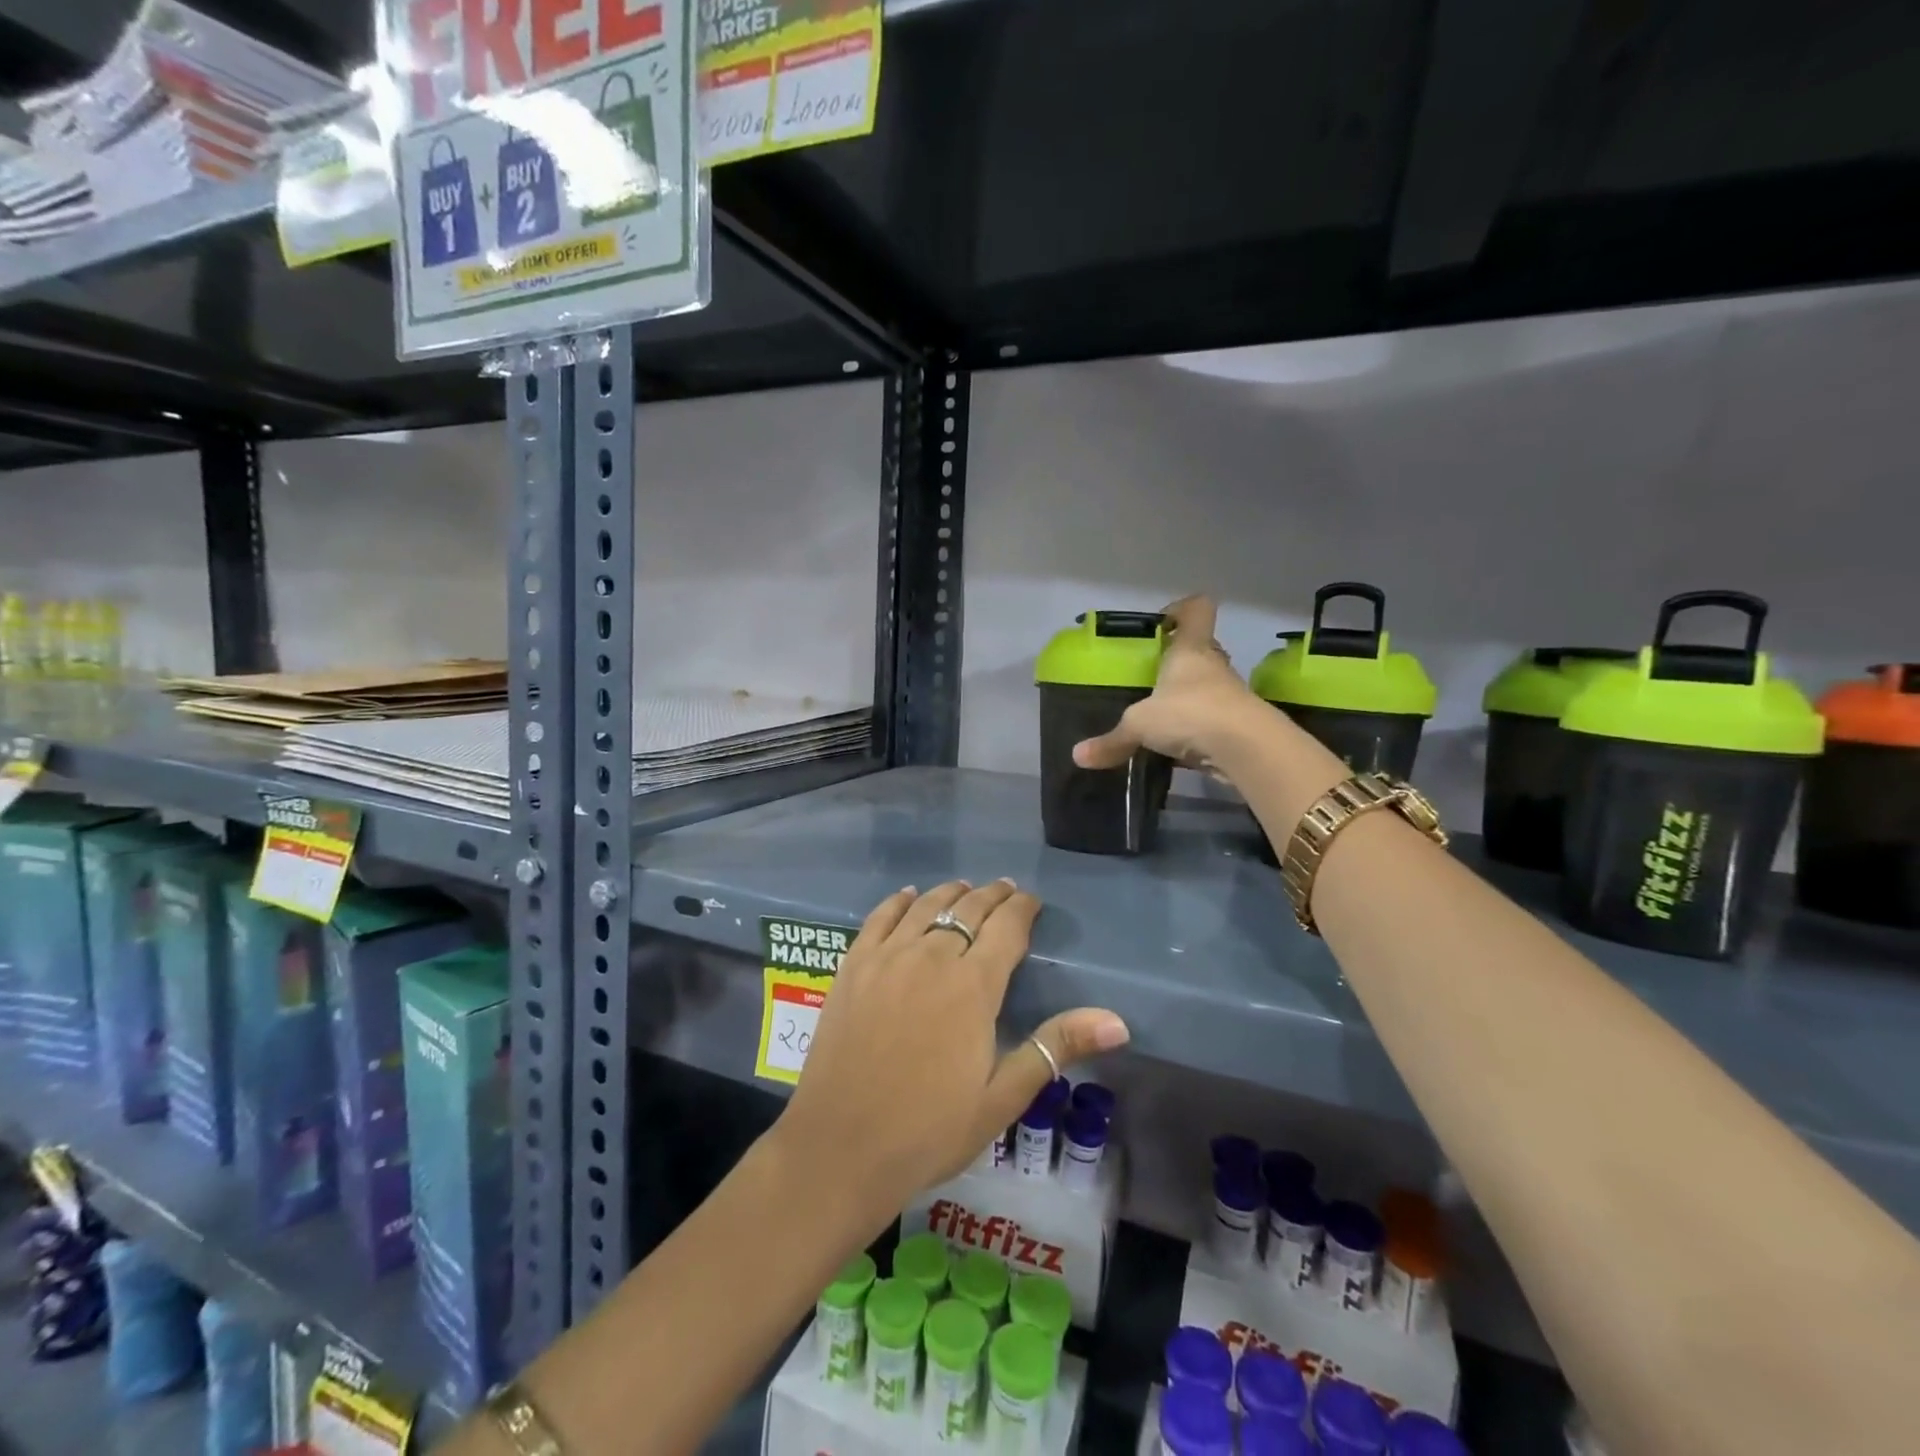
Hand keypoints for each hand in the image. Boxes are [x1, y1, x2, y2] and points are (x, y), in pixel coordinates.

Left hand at [774, 880, 1129, 1214]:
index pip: (1006, 927)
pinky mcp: (852, 967)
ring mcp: (887, 958)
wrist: (840, 1149)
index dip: (1023, 909)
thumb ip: (1056, 1047)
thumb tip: (1118, 1021)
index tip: (1033, 902)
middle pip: (968, 909)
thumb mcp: (1002, 1098)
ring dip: (951, 893)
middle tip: (1006, 890)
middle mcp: (931, 957)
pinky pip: (879, 918)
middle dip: (992, 896)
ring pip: (926, 907)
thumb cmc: (929, 1130)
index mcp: (973, 985)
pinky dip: (898, 901)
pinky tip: (909, 896)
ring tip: (966, 889)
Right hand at [1073, 594, 1265, 773]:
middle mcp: (1213, 666)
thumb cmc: (1189, 714)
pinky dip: (1199, 730)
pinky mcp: (1240, 725)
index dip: (1180, 609)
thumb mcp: (1140, 726)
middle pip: (1201, 650)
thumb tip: (1078, 756)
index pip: (1196, 610)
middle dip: (1179, 660)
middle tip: (1152, 677)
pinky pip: (1214, 720)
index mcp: (1189, 651)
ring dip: (1190, 698)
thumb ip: (1112, 740)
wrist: (1247, 748)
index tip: (1161, 624)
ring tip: (1162, 717)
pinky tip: (1180, 747)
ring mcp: (1230, 695)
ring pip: (1208, 687)